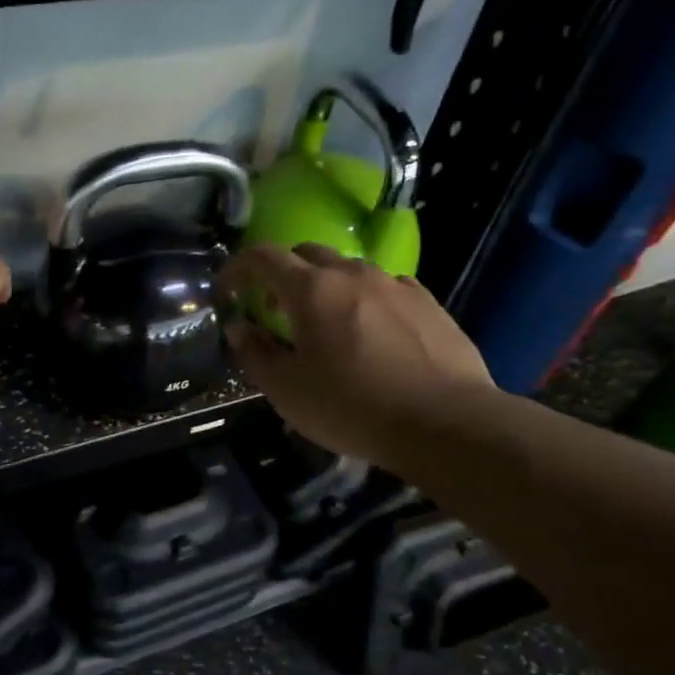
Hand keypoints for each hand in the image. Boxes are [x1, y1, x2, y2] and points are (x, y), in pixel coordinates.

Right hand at [220, 243, 492, 464]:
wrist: (445, 422)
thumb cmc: (353, 408)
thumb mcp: (287, 391)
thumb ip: (254, 353)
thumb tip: (238, 328)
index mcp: (311, 290)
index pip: (262, 256)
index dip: (238, 267)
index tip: (228, 289)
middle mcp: (352, 273)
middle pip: (306, 253)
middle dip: (282, 274)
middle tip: (276, 311)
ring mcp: (395, 283)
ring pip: (348, 269)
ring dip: (325, 286)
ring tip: (327, 324)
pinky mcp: (428, 301)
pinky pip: (385, 287)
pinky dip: (365, 299)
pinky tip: (372, 332)